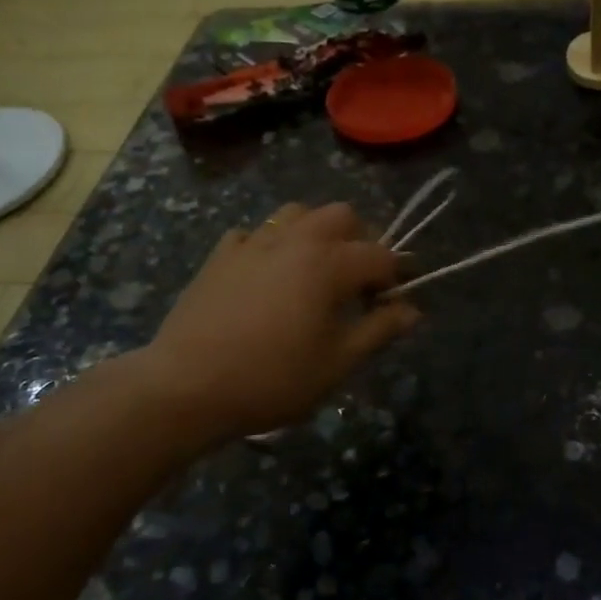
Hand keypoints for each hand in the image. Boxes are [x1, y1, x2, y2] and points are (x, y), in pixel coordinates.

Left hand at [138, 202, 420, 443]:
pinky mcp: (221, 255)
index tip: (392, 303)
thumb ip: (379, 330)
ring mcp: (253, 243)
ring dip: (316, 232)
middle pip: (342, 215)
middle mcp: (295, 240)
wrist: (187, 386)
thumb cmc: (273, 378)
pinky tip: (266, 276)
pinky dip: (270, 245)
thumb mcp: (337, 363)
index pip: (381, 254)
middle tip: (357, 281)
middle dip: (360, 240)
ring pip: (297, 213)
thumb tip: (412, 311)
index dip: (395, 277)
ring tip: (314, 270)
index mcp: (329, 264)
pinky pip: (254, 233)